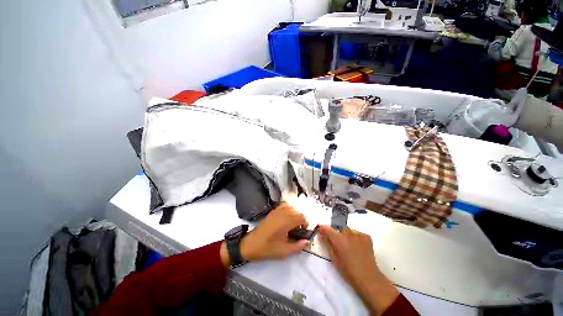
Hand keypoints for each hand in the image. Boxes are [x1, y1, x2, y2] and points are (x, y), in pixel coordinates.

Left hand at [220, 204, 308, 266]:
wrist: (251, 244)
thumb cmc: (268, 248)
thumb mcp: (284, 251)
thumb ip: (297, 246)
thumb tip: (307, 241)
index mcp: (286, 222)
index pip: (301, 217)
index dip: (305, 223)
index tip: (304, 230)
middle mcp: (282, 213)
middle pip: (297, 211)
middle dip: (301, 219)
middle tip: (299, 229)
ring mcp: (276, 211)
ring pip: (291, 207)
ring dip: (295, 213)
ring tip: (293, 223)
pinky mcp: (272, 211)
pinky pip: (283, 205)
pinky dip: (288, 209)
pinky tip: (286, 216)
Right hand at [319, 225, 397, 315]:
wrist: (368, 278)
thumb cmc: (348, 270)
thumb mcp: (334, 258)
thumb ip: (327, 244)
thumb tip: (321, 235)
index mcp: (338, 238)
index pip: (327, 228)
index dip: (322, 229)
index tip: (320, 231)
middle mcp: (347, 233)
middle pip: (338, 229)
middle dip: (336, 233)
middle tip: (337, 243)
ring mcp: (358, 234)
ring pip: (348, 231)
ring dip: (346, 235)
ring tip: (349, 246)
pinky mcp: (366, 237)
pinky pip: (357, 234)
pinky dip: (355, 238)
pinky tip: (357, 247)